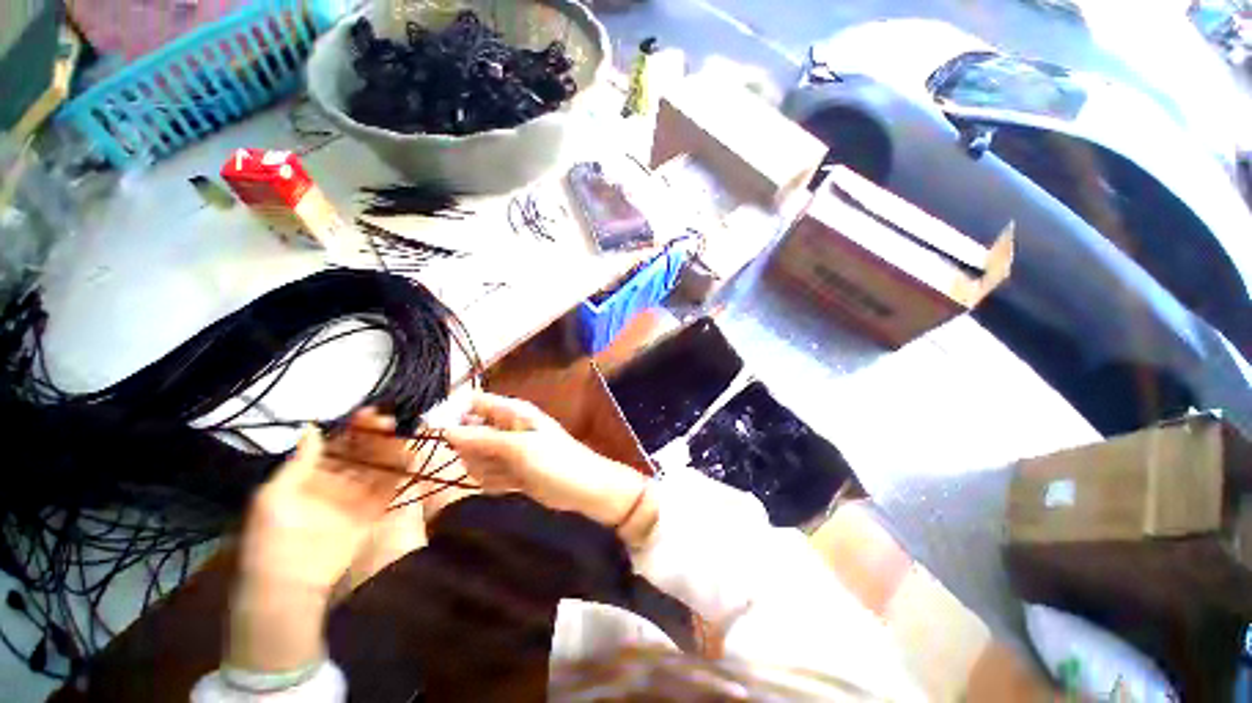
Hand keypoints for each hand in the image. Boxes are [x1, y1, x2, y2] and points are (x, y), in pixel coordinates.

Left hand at [229, 409, 419, 672]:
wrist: (290, 585)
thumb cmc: (272, 539)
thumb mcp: (273, 497)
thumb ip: (299, 462)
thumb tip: (313, 426)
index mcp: (313, 474)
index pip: (338, 443)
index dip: (353, 427)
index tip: (369, 413)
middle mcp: (340, 480)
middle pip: (363, 450)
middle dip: (376, 434)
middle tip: (389, 422)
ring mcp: (360, 495)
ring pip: (381, 464)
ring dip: (392, 448)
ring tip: (403, 435)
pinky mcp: (377, 510)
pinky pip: (393, 486)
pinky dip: (404, 470)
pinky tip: (412, 456)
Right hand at [443, 393, 654, 541]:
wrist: (583, 489)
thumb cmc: (556, 461)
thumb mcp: (519, 448)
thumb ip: (482, 439)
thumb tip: (445, 429)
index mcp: (511, 412)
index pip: (473, 402)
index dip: (453, 414)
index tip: (441, 436)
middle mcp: (506, 428)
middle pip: (468, 433)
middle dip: (473, 452)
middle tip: (494, 461)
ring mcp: (508, 451)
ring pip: (475, 458)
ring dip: (485, 471)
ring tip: (508, 474)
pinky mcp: (510, 471)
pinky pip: (487, 475)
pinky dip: (494, 483)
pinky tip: (512, 486)